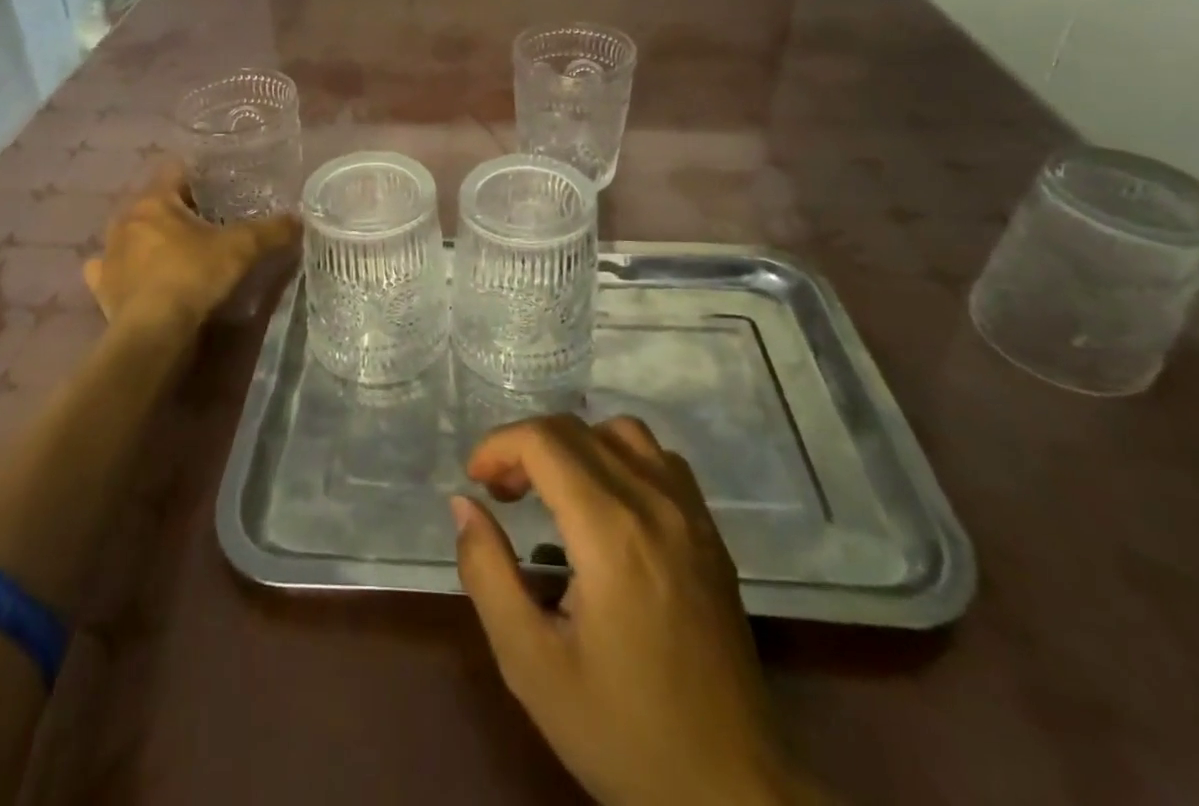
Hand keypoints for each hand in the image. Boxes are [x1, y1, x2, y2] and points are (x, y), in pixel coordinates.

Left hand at [81, 164, 299, 344]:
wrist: (154, 333)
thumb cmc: (194, 277)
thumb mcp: (243, 248)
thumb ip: (272, 229)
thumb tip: (297, 219)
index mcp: (154, 200)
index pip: (176, 170)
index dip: (200, 176)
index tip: (220, 188)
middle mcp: (125, 220)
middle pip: (154, 202)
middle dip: (178, 208)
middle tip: (207, 221)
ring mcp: (108, 254)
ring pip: (131, 233)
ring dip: (150, 237)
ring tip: (177, 250)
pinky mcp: (101, 287)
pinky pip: (111, 268)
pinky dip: (126, 269)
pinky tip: (141, 276)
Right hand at [452, 415, 811, 805]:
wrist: (735, 794)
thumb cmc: (625, 732)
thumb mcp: (532, 665)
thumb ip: (487, 573)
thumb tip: (464, 504)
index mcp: (611, 532)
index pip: (543, 441)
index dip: (497, 446)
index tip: (476, 483)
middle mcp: (655, 503)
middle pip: (576, 429)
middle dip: (525, 446)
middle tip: (501, 493)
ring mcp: (691, 513)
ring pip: (622, 432)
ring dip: (575, 445)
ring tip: (552, 492)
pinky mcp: (711, 532)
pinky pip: (659, 459)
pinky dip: (619, 458)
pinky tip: (605, 506)